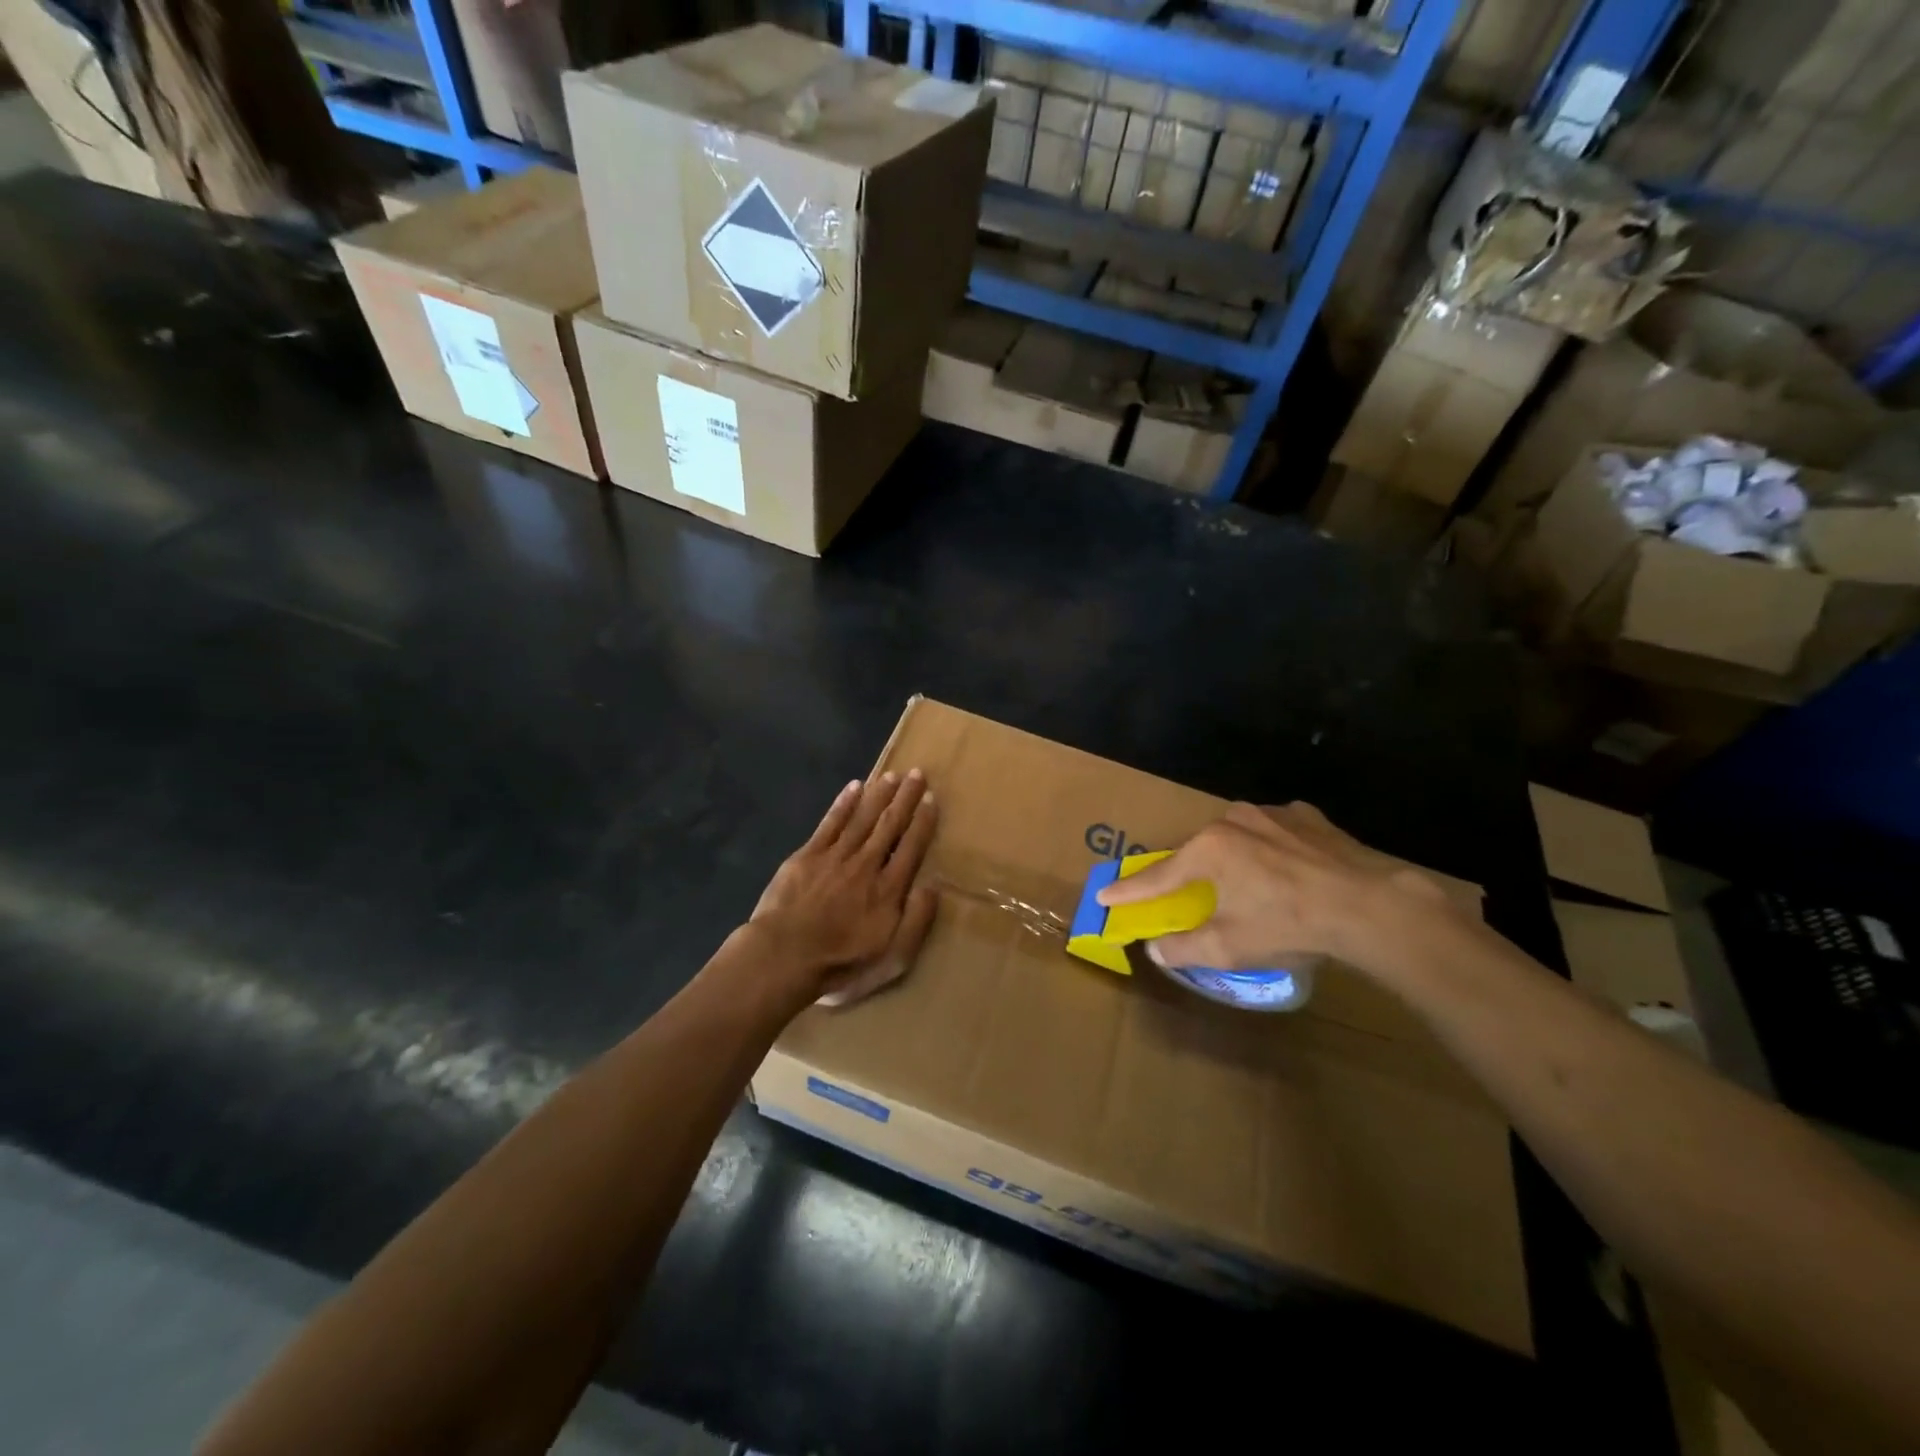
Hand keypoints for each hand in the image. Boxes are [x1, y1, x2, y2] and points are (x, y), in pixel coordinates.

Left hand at [749, 770, 939, 1007]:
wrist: (785, 956)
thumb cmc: (841, 964)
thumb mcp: (893, 958)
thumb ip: (917, 921)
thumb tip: (933, 887)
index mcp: (889, 889)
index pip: (911, 847)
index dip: (923, 822)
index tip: (931, 799)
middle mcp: (866, 864)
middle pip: (890, 825)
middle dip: (905, 798)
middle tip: (917, 774)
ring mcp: (835, 857)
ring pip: (862, 818)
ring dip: (879, 795)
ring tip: (892, 775)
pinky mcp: (807, 855)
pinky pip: (830, 823)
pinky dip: (844, 803)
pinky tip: (854, 787)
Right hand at [1095, 801, 1452, 978]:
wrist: (1370, 904)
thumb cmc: (1289, 925)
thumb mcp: (1230, 947)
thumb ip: (1185, 947)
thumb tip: (1156, 949)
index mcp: (1207, 850)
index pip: (1157, 876)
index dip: (1129, 890)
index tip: (1104, 894)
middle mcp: (1231, 821)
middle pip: (1197, 851)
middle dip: (1189, 873)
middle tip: (1188, 895)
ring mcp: (1271, 813)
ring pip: (1237, 837)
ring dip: (1233, 859)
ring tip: (1250, 887)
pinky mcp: (1306, 816)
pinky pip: (1274, 832)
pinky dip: (1271, 849)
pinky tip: (1287, 870)